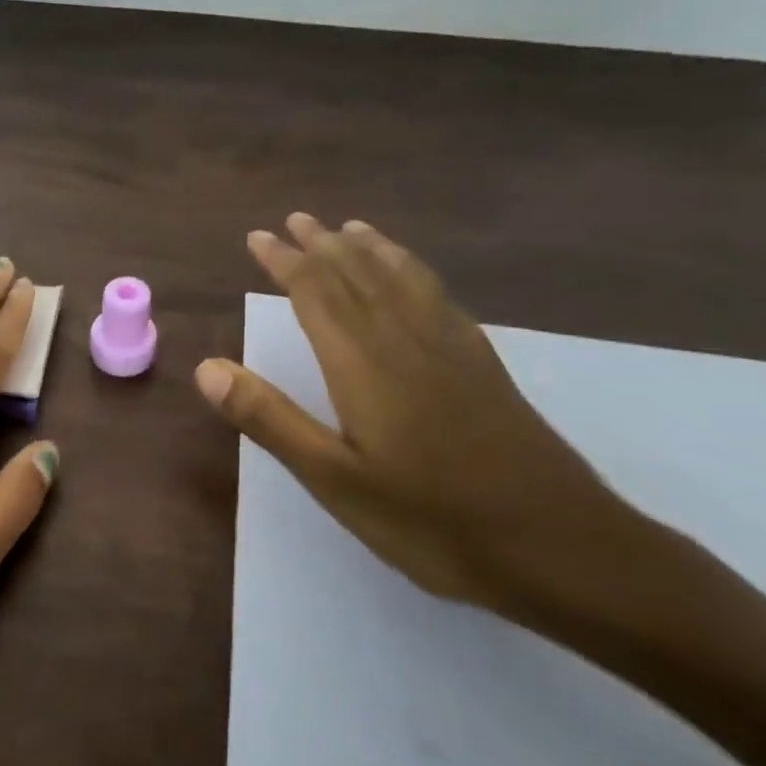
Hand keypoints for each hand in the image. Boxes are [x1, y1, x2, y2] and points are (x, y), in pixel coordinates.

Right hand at [194, 214, 623, 611]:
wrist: (559, 547)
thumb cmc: (431, 519)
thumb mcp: (334, 479)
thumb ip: (270, 419)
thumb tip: (206, 368)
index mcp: (364, 363)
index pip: (316, 294)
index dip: (285, 262)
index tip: (259, 236)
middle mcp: (406, 340)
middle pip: (358, 276)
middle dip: (323, 245)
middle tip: (297, 219)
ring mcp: (452, 349)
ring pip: (403, 280)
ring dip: (372, 250)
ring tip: (351, 229)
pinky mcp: (483, 366)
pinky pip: (440, 298)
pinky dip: (416, 273)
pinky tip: (416, 279)